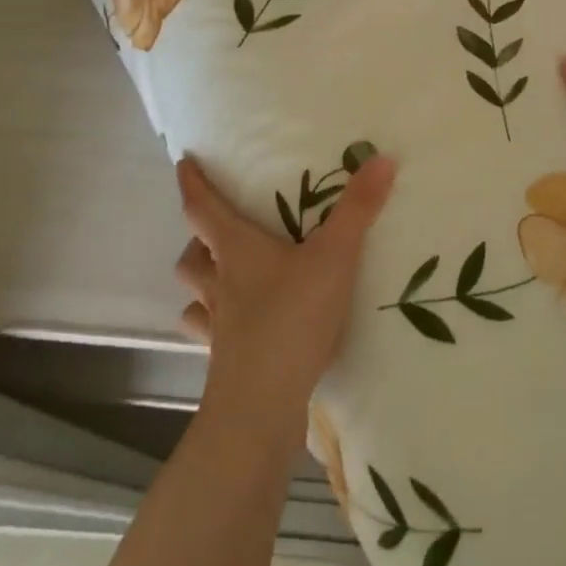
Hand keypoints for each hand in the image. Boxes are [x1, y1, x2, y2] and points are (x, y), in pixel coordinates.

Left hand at [172, 153, 397, 434]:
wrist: (261, 408)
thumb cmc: (292, 319)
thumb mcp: (334, 257)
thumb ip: (358, 209)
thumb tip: (382, 158)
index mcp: (236, 251)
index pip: (202, 207)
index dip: (193, 183)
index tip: (184, 162)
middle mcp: (219, 284)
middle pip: (192, 256)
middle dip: (198, 239)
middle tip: (217, 231)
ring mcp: (218, 327)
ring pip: (195, 297)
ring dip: (203, 283)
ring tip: (225, 278)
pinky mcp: (225, 363)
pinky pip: (211, 336)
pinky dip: (218, 326)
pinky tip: (239, 330)